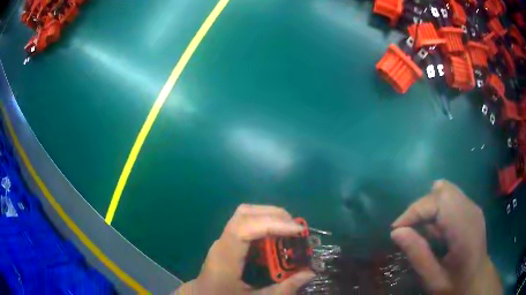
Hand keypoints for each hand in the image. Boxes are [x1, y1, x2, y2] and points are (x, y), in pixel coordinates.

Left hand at [174, 204, 314, 294]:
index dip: (272, 224)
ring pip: (245, 214)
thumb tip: (309, 273)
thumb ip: (283, 289)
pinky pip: (245, 222)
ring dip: (269, 216)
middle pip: (244, 214)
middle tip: (297, 229)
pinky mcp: (227, 240)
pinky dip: (264, 222)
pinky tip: (276, 235)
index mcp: (226, 257)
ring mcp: (223, 239)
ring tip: (289, 229)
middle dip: (274, 216)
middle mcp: (223, 242)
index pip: (245, 228)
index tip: (297, 231)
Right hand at [391, 180, 501, 294]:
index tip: (396, 229)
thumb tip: (396, 232)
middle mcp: (471, 211)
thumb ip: (418, 255)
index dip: (415, 211)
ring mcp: (473, 207)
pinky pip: (451, 197)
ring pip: (446, 190)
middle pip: (442, 191)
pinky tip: (436, 230)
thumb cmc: (456, 285)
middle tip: (408, 230)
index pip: (438, 202)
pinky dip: (438, 209)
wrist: (477, 281)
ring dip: (429, 207)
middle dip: (421, 207)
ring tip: (421, 230)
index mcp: (464, 230)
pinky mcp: (472, 208)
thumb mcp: (433, 280)